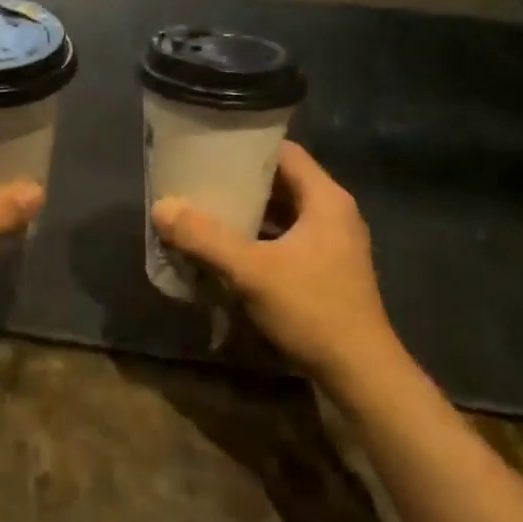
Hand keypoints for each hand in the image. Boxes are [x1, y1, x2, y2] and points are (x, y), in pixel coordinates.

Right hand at [152, 142, 403, 392]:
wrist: (360, 374)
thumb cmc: (312, 310)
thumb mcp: (251, 271)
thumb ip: (205, 238)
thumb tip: (162, 207)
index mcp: (326, 199)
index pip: (284, 152)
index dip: (247, 146)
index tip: (210, 148)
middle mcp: (333, 213)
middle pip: (281, 182)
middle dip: (240, 182)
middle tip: (199, 181)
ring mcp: (332, 243)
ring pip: (282, 214)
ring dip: (247, 213)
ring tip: (205, 212)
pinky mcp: (326, 270)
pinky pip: (286, 239)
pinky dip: (258, 239)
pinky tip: (227, 250)